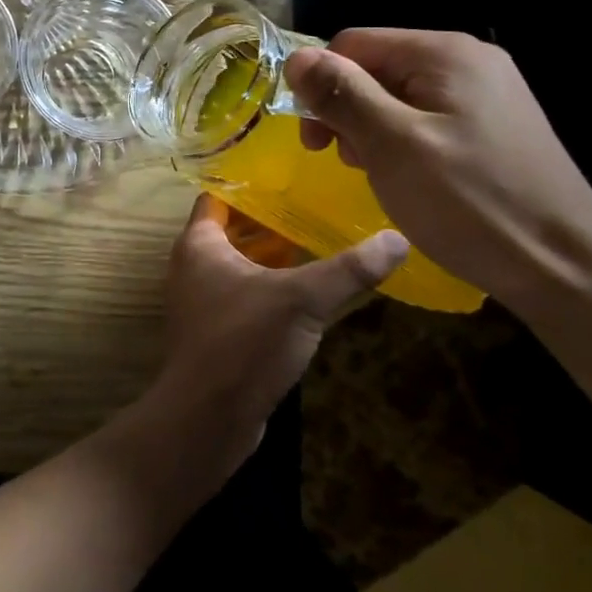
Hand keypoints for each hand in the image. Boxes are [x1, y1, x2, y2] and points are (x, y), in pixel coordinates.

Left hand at [152, 195, 408, 442]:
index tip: (290, 173)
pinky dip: (272, 287)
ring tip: (322, 240)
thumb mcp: (301, 299)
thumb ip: (349, 269)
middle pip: (234, 230)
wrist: (208, 418)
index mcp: (199, 244)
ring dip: (275, 255)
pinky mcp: (218, 332)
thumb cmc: (244, 342)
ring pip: (241, 265)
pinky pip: (246, 295)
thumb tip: (398, 238)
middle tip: (318, 204)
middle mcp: (193, 266)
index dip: (250, 183)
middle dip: (272, 219)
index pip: (218, 197)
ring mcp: (203, 301)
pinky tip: (310, 291)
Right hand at [284, 29, 591, 314]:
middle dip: (347, 111)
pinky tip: (406, 178)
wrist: (564, 267)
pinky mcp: (492, 128)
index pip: (353, 44)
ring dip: (371, 131)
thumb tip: (296, 57)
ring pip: (397, 97)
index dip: (322, 85)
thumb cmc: (470, 203)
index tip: (314, 141)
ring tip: (377, 174)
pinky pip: (425, 120)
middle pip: (376, 68)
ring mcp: (485, 95)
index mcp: (444, 54)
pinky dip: (401, 144)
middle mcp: (467, 61)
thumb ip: (343, 95)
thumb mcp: (393, 145)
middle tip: (344, 161)